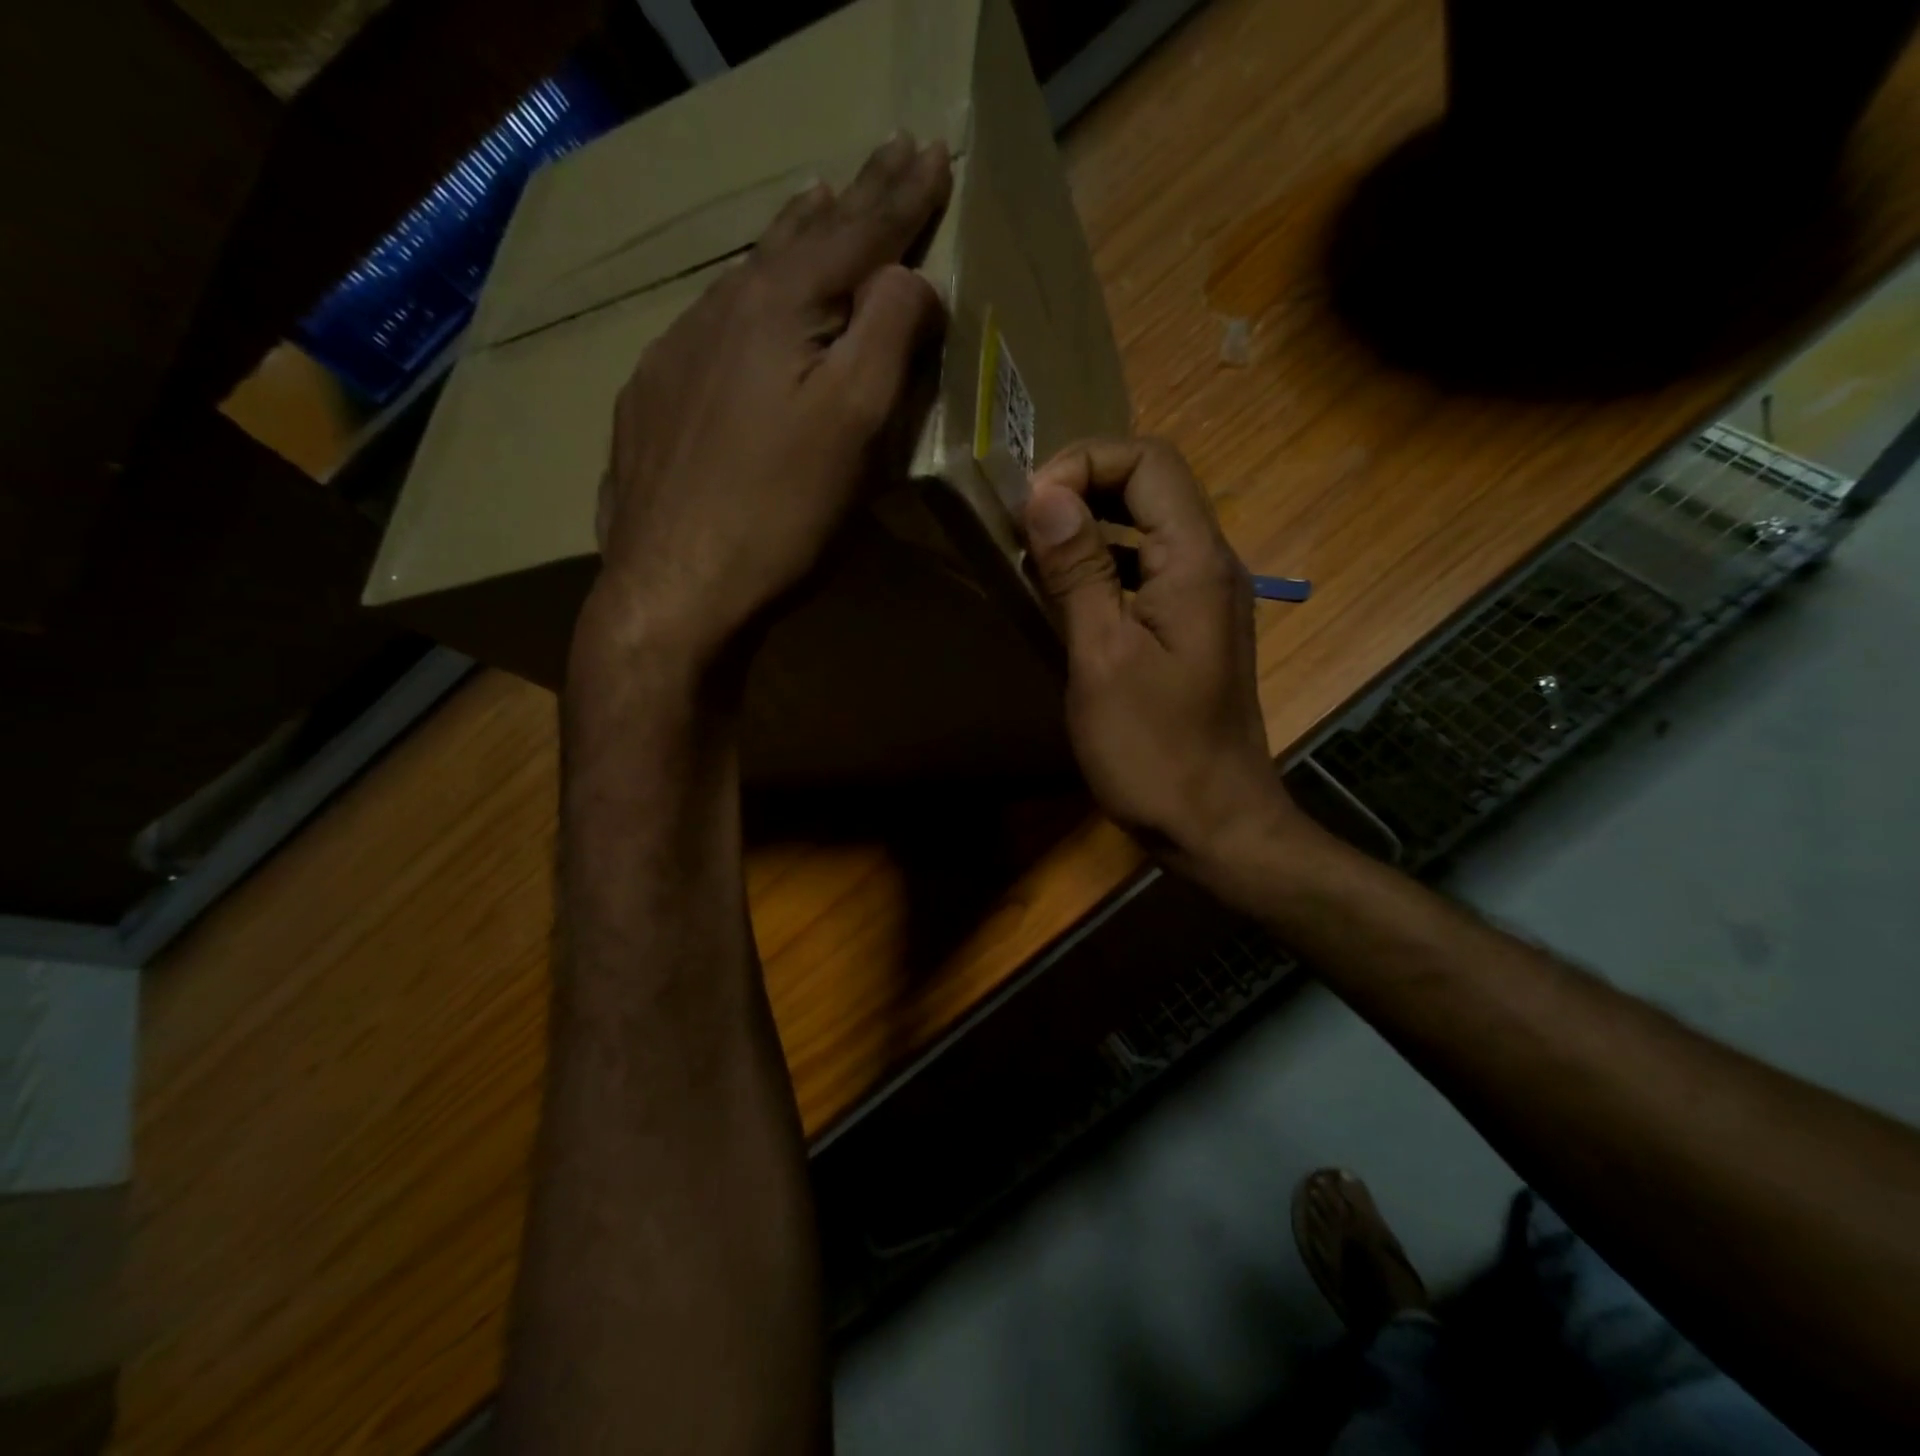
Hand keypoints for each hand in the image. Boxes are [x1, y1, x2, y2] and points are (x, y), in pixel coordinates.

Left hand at [574, 134, 952, 690]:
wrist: (672, 589)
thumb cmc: (778, 514)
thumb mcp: (854, 425)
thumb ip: (888, 336)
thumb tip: (909, 278)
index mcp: (777, 310)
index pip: (855, 234)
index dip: (901, 195)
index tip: (931, 148)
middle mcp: (719, 313)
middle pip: (795, 242)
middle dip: (848, 198)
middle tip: (880, 156)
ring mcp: (674, 355)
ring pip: (746, 279)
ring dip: (790, 242)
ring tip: (815, 205)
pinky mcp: (651, 402)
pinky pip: (710, 330)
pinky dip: (745, 303)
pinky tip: (745, 313)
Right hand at [1021, 438, 1310, 876]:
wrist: (1215, 823)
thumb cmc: (1154, 749)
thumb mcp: (1101, 657)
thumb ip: (1078, 570)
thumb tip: (1044, 493)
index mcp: (1196, 561)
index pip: (1149, 460)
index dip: (1084, 463)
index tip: (1030, 506)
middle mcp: (1211, 565)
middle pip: (1152, 485)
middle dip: (1084, 487)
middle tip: (1023, 522)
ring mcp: (1206, 598)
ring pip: (1149, 527)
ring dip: (1092, 525)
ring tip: (1034, 553)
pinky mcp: (1193, 630)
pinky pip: (1149, 570)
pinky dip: (1106, 566)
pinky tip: (1066, 596)